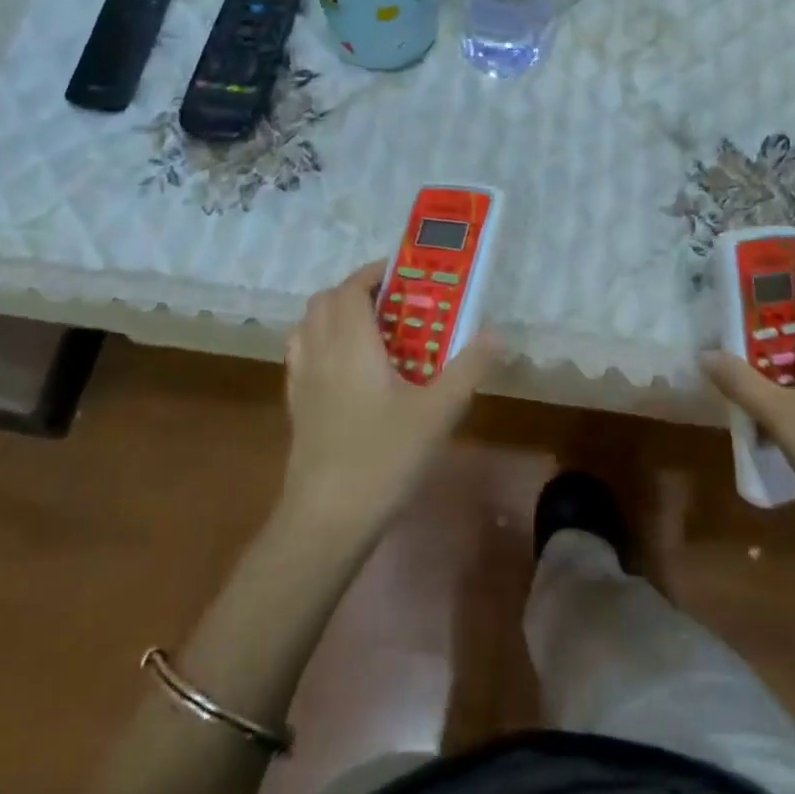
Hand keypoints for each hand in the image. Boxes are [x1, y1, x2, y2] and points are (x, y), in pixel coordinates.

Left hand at [281, 262, 498, 537]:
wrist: (326, 520)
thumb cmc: (383, 457)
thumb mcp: (439, 411)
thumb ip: (469, 368)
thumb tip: (497, 334)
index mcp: (350, 342)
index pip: (351, 287)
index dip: (374, 273)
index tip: (405, 274)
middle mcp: (320, 351)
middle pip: (325, 301)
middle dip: (357, 291)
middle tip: (395, 304)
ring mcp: (302, 380)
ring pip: (309, 327)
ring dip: (336, 316)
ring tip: (372, 333)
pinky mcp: (296, 408)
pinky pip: (303, 356)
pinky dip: (322, 344)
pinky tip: (349, 372)